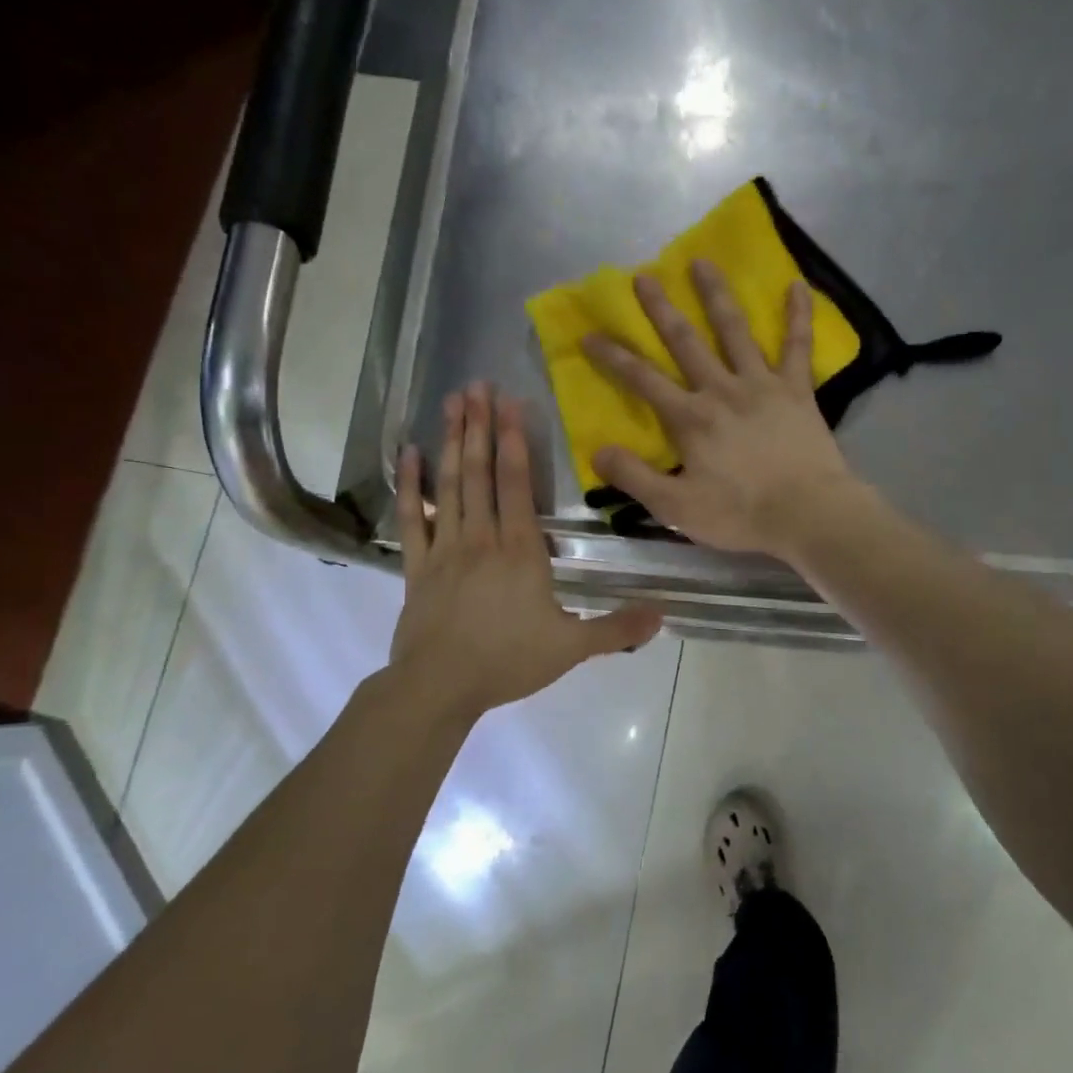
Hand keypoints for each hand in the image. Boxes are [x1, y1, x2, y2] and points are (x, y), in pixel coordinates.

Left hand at [391, 383, 661, 715]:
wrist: (439, 686)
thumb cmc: (508, 661)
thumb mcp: (571, 647)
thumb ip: (616, 629)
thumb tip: (663, 615)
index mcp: (520, 550)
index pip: (518, 484)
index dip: (516, 441)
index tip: (511, 403)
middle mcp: (482, 537)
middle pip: (481, 472)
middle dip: (481, 426)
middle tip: (477, 385)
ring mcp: (445, 548)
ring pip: (450, 485)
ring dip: (452, 441)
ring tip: (452, 402)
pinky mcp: (417, 565)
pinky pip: (413, 517)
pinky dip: (411, 485)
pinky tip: (409, 454)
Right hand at [580, 259, 859, 555]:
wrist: (808, 514)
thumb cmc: (740, 514)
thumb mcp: (676, 507)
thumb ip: (634, 477)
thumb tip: (598, 450)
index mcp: (689, 419)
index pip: (642, 380)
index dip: (613, 357)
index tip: (590, 333)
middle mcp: (721, 390)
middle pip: (685, 342)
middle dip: (660, 309)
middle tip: (643, 276)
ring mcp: (761, 384)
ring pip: (735, 330)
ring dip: (716, 295)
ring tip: (702, 262)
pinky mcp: (797, 390)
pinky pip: (798, 346)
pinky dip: (798, 314)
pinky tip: (797, 284)